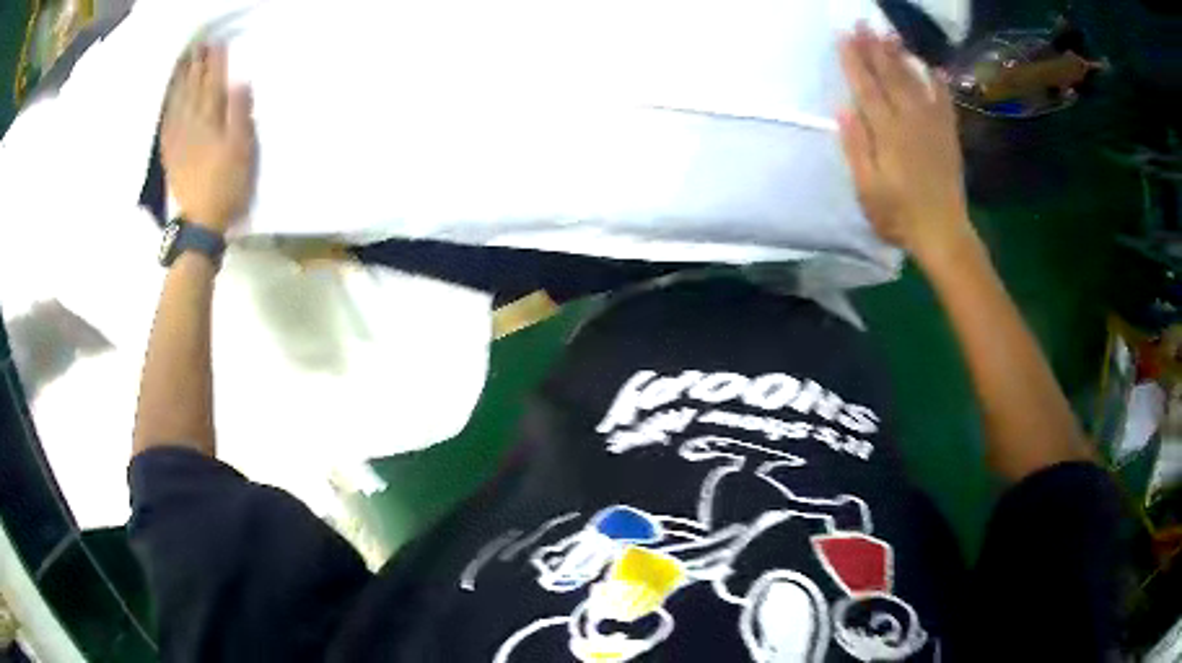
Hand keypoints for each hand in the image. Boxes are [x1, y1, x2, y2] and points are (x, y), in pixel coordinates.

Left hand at [162, 44, 255, 234]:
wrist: (202, 222)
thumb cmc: (228, 184)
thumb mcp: (243, 149)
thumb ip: (240, 114)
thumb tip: (239, 82)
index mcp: (211, 121)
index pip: (214, 83)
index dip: (216, 63)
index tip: (217, 43)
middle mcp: (191, 124)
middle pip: (193, 89)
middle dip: (196, 67)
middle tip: (198, 46)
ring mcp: (178, 140)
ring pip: (177, 104)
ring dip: (180, 82)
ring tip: (182, 64)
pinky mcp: (170, 155)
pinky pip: (166, 125)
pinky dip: (167, 109)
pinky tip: (168, 100)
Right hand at [838, 26, 974, 263]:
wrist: (944, 234)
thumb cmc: (899, 216)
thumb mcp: (867, 189)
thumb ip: (856, 147)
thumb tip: (843, 108)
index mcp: (887, 133)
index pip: (866, 87)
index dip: (853, 61)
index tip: (843, 36)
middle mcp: (910, 121)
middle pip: (890, 77)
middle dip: (874, 48)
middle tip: (864, 23)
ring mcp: (932, 126)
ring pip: (914, 82)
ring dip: (901, 56)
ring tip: (890, 33)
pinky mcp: (948, 136)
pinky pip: (944, 103)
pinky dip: (939, 84)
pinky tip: (934, 68)